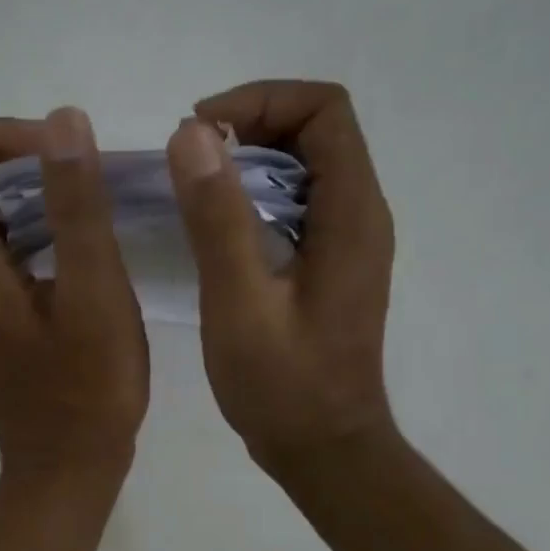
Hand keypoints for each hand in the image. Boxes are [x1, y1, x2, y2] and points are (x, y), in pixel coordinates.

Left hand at [0, 108, 148, 482]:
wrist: (69, 469)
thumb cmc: (88, 389)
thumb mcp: (94, 291)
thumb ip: (76, 205)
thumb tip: (62, 120)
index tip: (57, 148)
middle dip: (21, 163)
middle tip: (84, 174)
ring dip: (33, 198)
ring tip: (93, 204)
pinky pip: (4, 254)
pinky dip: (38, 233)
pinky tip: (86, 248)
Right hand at [165, 80, 396, 479]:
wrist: (322, 449)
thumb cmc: (282, 385)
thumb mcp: (239, 302)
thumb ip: (217, 218)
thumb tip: (192, 133)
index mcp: (351, 214)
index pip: (325, 111)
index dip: (261, 101)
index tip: (200, 130)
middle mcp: (361, 216)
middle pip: (317, 131)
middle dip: (251, 124)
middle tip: (188, 156)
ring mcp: (347, 242)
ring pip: (305, 167)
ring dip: (249, 160)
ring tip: (193, 185)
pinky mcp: (329, 266)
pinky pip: (296, 204)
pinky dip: (254, 195)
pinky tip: (215, 225)